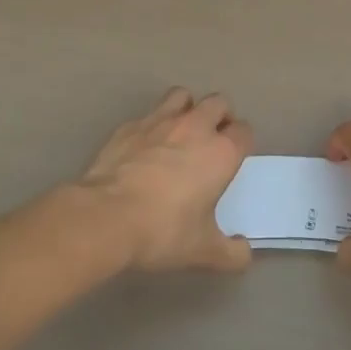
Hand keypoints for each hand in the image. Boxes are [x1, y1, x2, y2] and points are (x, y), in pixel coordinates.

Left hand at [76, 87, 253, 273]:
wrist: (105, 217)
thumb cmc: (163, 231)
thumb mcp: (202, 251)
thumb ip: (230, 253)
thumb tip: (244, 253)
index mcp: (221, 153)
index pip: (244, 131)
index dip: (242, 142)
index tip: (235, 157)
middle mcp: (195, 127)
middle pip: (218, 102)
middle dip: (220, 116)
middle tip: (212, 139)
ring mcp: (159, 121)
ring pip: (182, 96)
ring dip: (187, 108)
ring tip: (181, 131)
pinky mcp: (129, 126)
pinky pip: (148, 114)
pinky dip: (152, 124)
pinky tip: (145, 145)